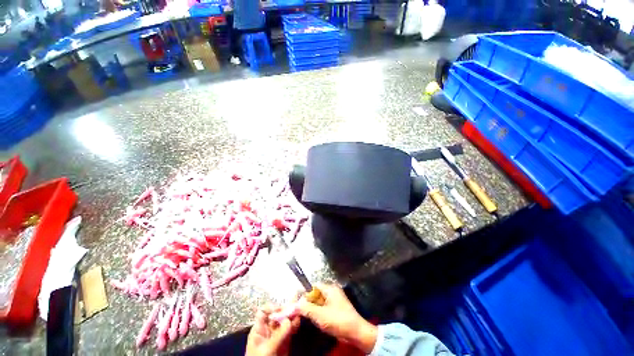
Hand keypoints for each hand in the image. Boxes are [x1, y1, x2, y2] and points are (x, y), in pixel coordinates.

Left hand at [246, 305, 299, 355]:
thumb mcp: (266, 350)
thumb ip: (278, 336)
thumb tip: (289, 320)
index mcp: (259, 330)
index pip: (264, 312)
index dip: (272, 308)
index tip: (281, 310)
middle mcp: (268, 330)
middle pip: (277, 315)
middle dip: (286, 310)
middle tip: (295, 306)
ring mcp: (277, 336)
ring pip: (285, 322)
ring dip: (292, 316)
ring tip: (299, 311)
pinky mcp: (285, 342)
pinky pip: (290, 331)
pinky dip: (295, 325)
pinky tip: (298, 321)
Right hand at [296, 284, 377, 353]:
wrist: (356, 333)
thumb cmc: (338, 320)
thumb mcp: (319, 315)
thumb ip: (306, 308)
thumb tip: (294, 304)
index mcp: (330, 288)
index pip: (314, 286)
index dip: (305, 294)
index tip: (298, 303)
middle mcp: (333, 291)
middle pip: (316, 293)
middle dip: (309, 303)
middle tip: (302, 312)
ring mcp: (335, 300)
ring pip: (320, 302)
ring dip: (314, 309)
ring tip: (309, 317)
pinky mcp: (337, 309)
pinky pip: (324, 307)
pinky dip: (319, 313)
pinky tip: (316, 320)